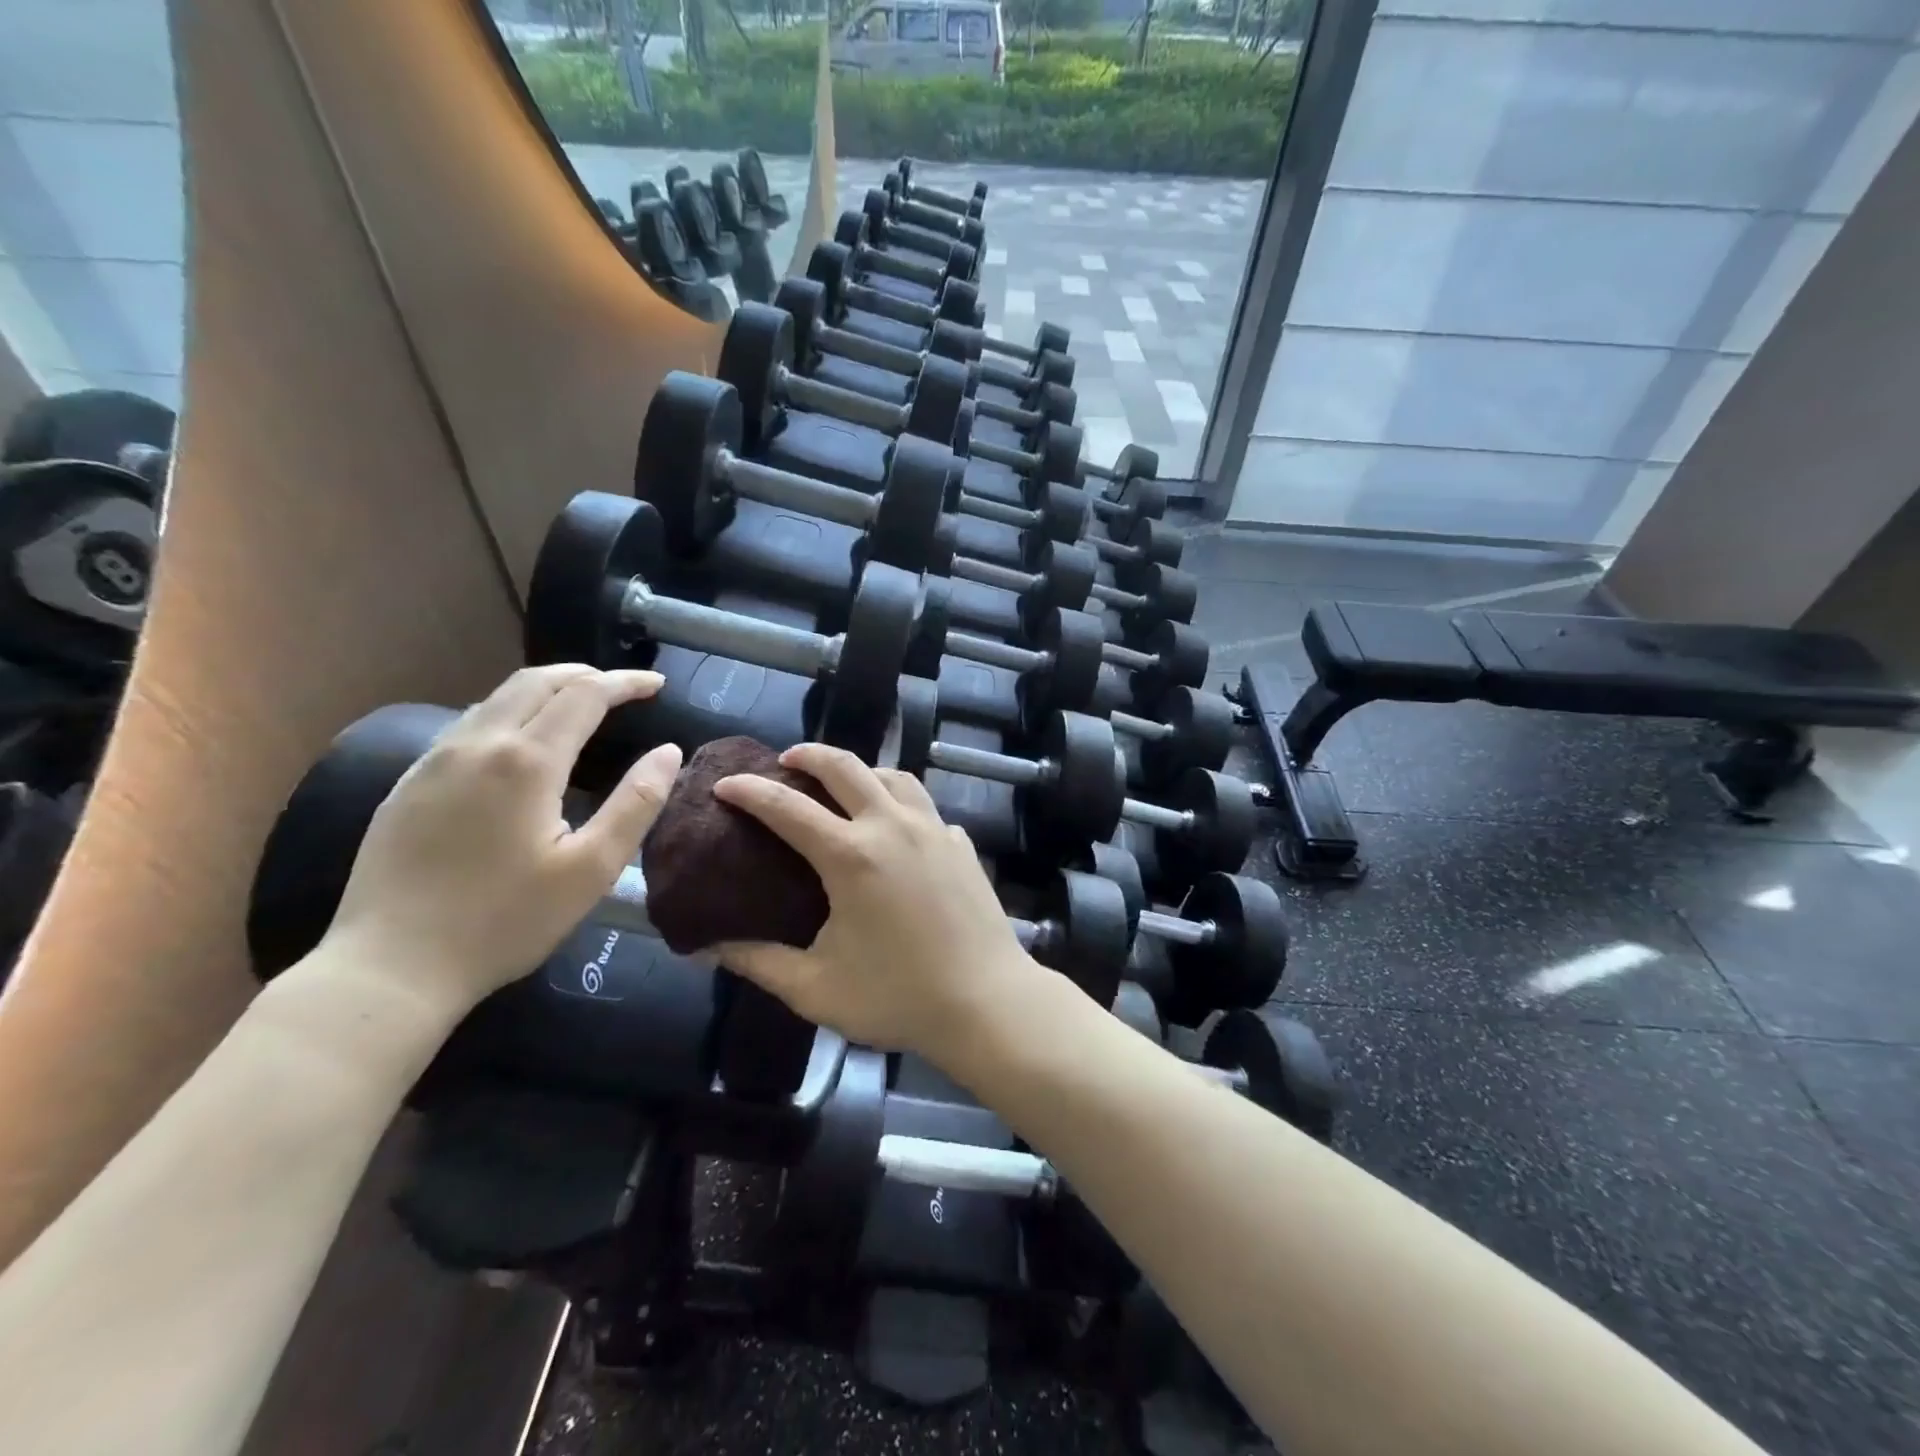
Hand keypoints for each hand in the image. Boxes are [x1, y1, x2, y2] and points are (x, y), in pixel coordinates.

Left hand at [323, 665, 681, 1014]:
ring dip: (546, 689)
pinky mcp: (409, 783)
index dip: (624, 683)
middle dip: (585, 675)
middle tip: (623, 687)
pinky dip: (510, 712)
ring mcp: (434, 761)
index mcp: (526, 762)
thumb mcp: (592, 870)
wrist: (390, 966)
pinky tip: (521, 742)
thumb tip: (669, 752)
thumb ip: (636, 804)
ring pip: (497, 698)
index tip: (657, 684)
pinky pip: (468, 724)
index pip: (584, 695)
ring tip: (580, 705)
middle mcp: (477, 744)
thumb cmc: (505, 921)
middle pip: (536, 682)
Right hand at [712, 743, 1038, 1060]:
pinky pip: (924, 807)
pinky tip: (895, 827)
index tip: (725, 785)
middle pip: (846, 767)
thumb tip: (709, 947)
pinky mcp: (961, 844)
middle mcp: (893, 827)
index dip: (750, 792)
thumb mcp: (815, 988)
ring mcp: (934, 830)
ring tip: (842, 785)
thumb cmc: (898, 998)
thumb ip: (758, 962)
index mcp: (852, 856)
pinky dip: (900, 802)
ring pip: (893, 776)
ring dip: (861, 770)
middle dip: (809, 755)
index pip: (788, 807)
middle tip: (785, 761)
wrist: (988, 1003)